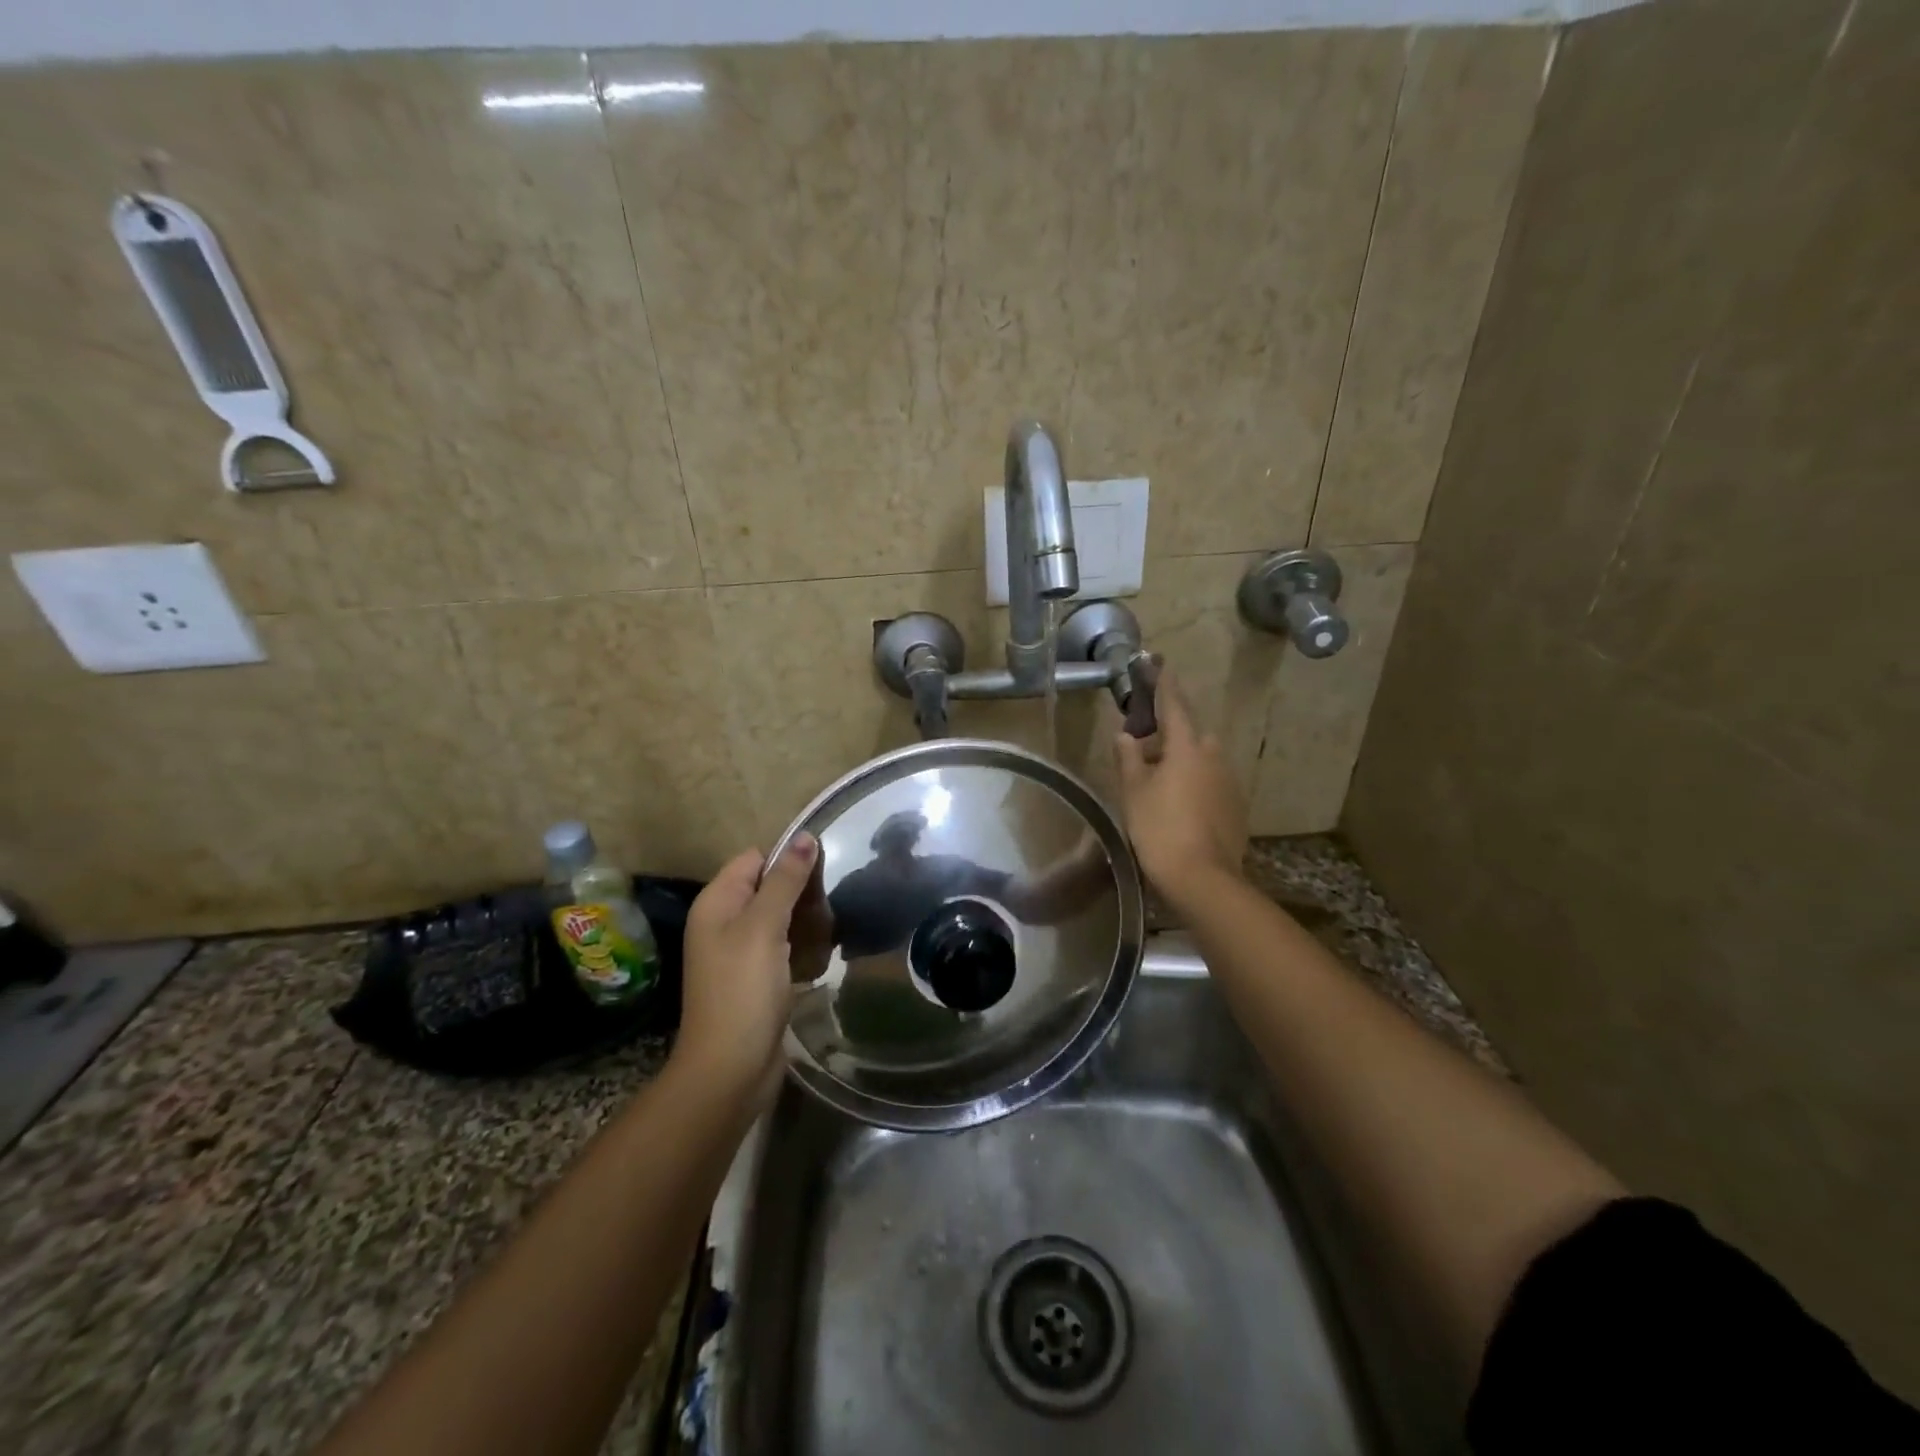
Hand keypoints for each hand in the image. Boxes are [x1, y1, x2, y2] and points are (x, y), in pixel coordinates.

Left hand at [673, 833, 817, 1098]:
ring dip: (806, 922)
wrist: (730, 1071)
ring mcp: (740, 953)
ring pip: (781, 918)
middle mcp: (724, 923)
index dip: (786, 859)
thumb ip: (785, 880)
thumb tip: (804, 837)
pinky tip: (821, 958)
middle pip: (769, 887)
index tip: (822, 872)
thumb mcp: (764, 927)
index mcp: (717, 903)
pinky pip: (784, 948)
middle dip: (801, 893)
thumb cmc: (743, 991)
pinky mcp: (757, 979)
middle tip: (828, 907)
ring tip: (829, 933)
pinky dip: (803, 949)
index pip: (754, 859)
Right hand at [1113, 670, 1245, 904]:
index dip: (1164, 684)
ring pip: (1202, 759)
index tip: (1159, 664)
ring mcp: (1229, 781)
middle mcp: (1214, 756)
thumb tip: (1124, 734)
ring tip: (1158, 778)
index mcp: (1187, 747)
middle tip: (1146, 744)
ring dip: (1182, 759)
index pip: (1174, 705)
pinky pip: (1211, 782)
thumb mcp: (1134, 791)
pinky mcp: (1235, 805)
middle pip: (1191, 734)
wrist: (1203, 878)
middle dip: (1171, 732)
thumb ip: (1128, 758)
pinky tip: (1178, 804)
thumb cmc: (1160, 828)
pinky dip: (1194, 783)